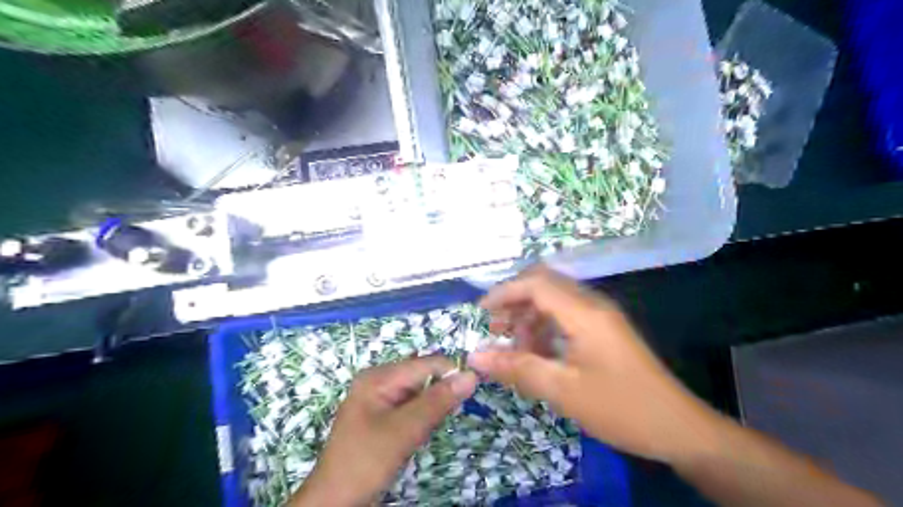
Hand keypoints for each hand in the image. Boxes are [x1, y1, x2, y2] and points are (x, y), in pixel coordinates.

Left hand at [295, 354, 477, 505]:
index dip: (451, 372)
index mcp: (379, 376)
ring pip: (418, 391)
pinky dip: (422, 414)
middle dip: (441, 389)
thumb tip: (471, 376)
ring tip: (434, 424)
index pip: (425, 363)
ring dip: (432, 404)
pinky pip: (410, 405)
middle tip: (452, 411)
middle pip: (422, 374)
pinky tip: (422, 429)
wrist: (335, 502)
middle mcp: (378, 380)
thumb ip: (437, 402)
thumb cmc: (365, 461)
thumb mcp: (404, 431)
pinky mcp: (382, 415)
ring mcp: (379, 398)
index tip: (474, 387)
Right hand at [468, 266, 724, 464]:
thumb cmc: (621, 409)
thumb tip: (475, 357)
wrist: (679, 429)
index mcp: (584, 312)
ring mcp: (601, 316)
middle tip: (494, 329)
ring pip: (555, 299)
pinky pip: (567, 315)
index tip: (479, 315)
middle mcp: (592, 304)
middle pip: (544, 284)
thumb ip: (517, 369)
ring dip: (529, 315)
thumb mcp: (563, 391)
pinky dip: (545, 326)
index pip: (535, 283)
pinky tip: (538, 352)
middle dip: (514, 301)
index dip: (503, 293)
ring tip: (513, 345)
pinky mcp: (604, 330)